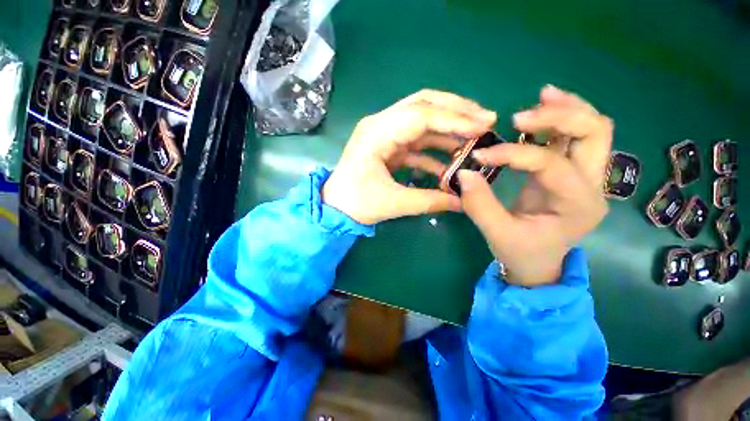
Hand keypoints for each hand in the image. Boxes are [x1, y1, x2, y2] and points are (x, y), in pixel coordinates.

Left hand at [323, 90, 495, 224]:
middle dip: (455, 110)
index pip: (421, 115)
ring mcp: (384, 134)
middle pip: (422, 105)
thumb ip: (429, 201)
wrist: (335, 207)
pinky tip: (451, 160)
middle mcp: (380, 125)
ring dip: (447, 129)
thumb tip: (461, 203)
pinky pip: (416, 141)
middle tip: (485, 119)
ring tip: (474, 138)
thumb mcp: (394, 203)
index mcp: (376, 133)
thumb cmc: (357, 203)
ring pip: (421, 121)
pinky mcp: (388, 145)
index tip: (484, 124)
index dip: (454, 118)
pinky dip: (434, 149)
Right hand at [458, 85, 612, 286]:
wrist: (538, 264)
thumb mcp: (496, 233)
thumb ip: (479, 204)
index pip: (550, 164)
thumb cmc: (521, 252)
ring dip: (567, 109)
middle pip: (595, 133)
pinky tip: (541, 111)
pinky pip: (575, 138)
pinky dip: (562, 119)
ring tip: (540, 97)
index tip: (480, 155)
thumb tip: (464, 172)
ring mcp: (586, 177)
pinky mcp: (571, 173)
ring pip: (593, 129)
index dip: (512, 154)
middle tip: (519, 116)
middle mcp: (593, 186)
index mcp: (578, 205)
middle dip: (560, 116)